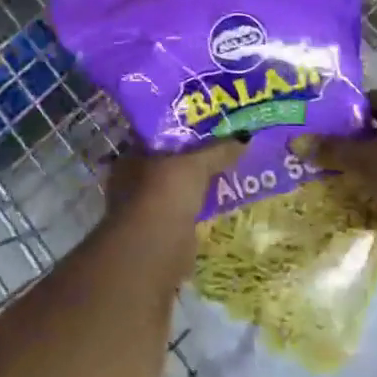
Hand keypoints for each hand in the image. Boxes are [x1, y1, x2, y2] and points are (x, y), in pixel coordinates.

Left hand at [102, 139, 243, 233]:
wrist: (156, 249)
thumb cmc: (165, 194)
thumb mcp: (196, 165)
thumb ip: (218, 150)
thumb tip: (245, 137)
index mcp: (131, 158)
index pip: (156, 137)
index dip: (181, 131)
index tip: (208, 126)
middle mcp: (132, 182)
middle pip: (168, 163)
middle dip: (192, 159)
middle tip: (224, 147)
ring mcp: (145, 209)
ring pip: (177, 188)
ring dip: (196, 185)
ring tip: (228, 171)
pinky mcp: (161, 232)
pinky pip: (185, 210)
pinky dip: (199, 206)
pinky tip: (219, 200)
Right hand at [307, 91, 376, 261]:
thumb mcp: (361, 158)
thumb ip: (331, 149)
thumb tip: (297, 142)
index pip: (372, 98)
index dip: (348, 107)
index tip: (324, 119)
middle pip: (376, 125)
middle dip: (351, 136)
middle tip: (321, 144)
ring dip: (362, 160)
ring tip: (330, 168)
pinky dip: (373, 179)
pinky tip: (351, 189)